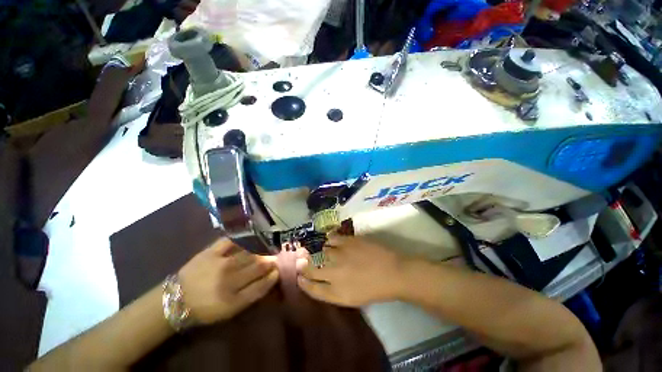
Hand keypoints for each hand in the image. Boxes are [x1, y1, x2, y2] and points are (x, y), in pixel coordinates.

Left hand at [178, 238, 278, 323]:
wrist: (176, 299)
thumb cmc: (206, 307)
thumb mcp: (231, 309)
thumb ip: (252, 294)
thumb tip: (270, 276)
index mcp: (233, 299)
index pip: (262, 284)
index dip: (273, 276)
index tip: (277, 270)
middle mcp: (229, 279)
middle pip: (258, 265)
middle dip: (270, 261)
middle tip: (274, 258)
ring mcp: (220, 263)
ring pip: (250, 253)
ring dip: (261, 250)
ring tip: (266, 249)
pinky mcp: (211, 252)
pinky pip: (232, 241)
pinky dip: (243, 239)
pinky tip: (250, 239)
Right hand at [296, 235, 404, 306]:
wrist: (393, 272)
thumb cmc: (374, 289)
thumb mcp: (351, 298)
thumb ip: (332, 291)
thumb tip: (320, 280)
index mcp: (335, 292)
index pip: (311, 288)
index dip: (303, 282)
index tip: (299, 276)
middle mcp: (333, 273)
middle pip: (310, 269)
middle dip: (303, 265)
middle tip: (302, 260)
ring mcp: (340, 255)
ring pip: (323, 251)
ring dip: (324, 252)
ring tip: (331, 252)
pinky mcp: (347, 241)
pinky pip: (332, 238)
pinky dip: (331, 240)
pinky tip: (334, 241)